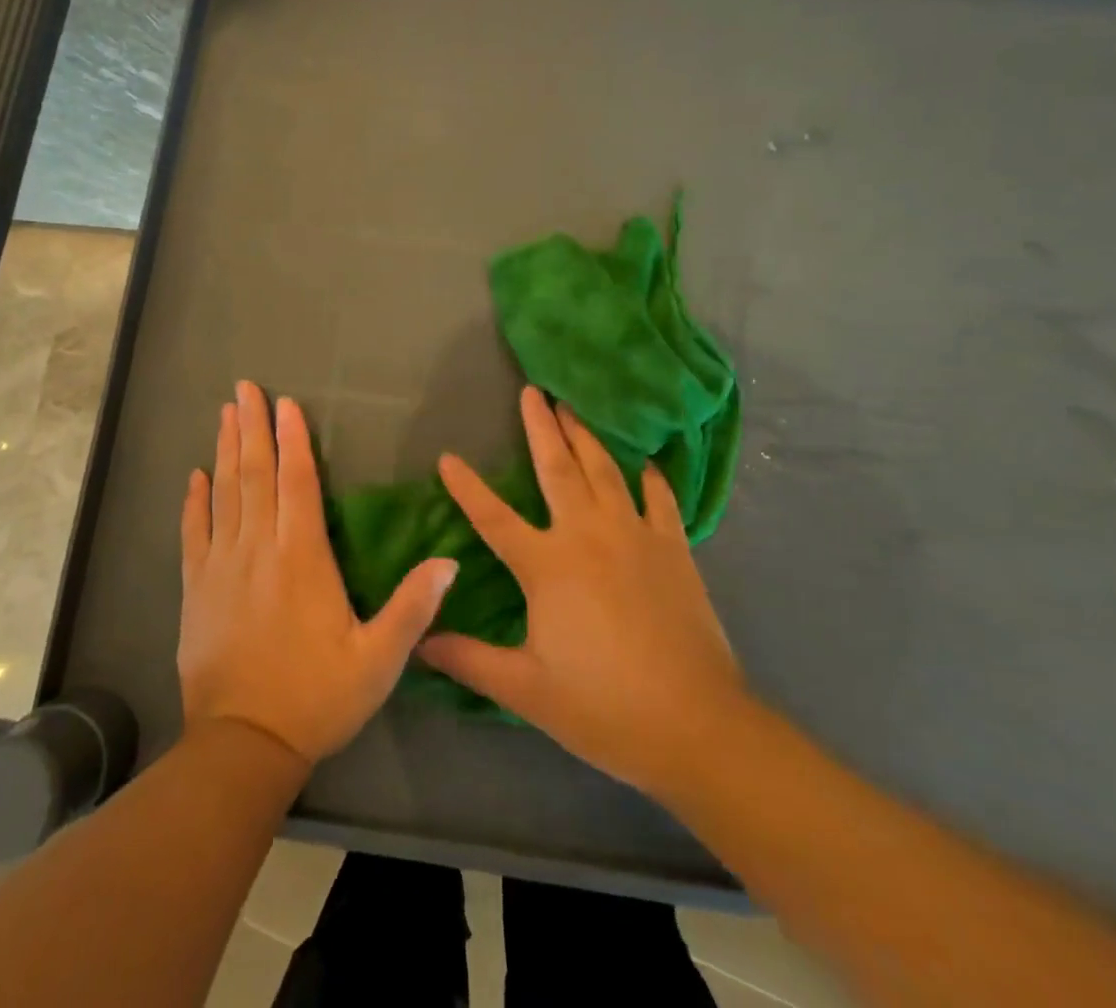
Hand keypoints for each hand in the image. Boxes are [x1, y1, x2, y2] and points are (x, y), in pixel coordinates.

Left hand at [178, 381, 459, 765]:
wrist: (243, 745)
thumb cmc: (317, 698)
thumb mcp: (378, 660)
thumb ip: (413, 608)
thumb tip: (450, 561)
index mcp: (303, 558)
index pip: (298, 482)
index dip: (294, 439)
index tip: (286, 404)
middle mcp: (259, 550)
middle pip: (255, 475)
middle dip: (252, 427)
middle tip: (244, 388)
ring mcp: (221, 567)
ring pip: (224, 494)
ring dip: (225, 450)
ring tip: (224, 413)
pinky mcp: (196, 589)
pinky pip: (193, 533)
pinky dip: (194, 501)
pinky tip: (195, 476)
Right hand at [417, 386, 745, 800]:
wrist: (695, 724)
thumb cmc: (602, 707)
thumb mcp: (525, 689)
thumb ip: (469, 660)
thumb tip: (420, 642)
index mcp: (547, 565)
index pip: (493, 516)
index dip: (467, 487)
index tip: (447, 457)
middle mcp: (588, 535)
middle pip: (557, 468)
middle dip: (541, 427)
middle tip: (532, 391)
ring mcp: (635, 536)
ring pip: (604, 471)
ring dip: (586, 436)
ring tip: (572, 408)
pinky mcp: (673, 549)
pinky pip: (659, 500)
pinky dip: (650, 478)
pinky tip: (645, 464)